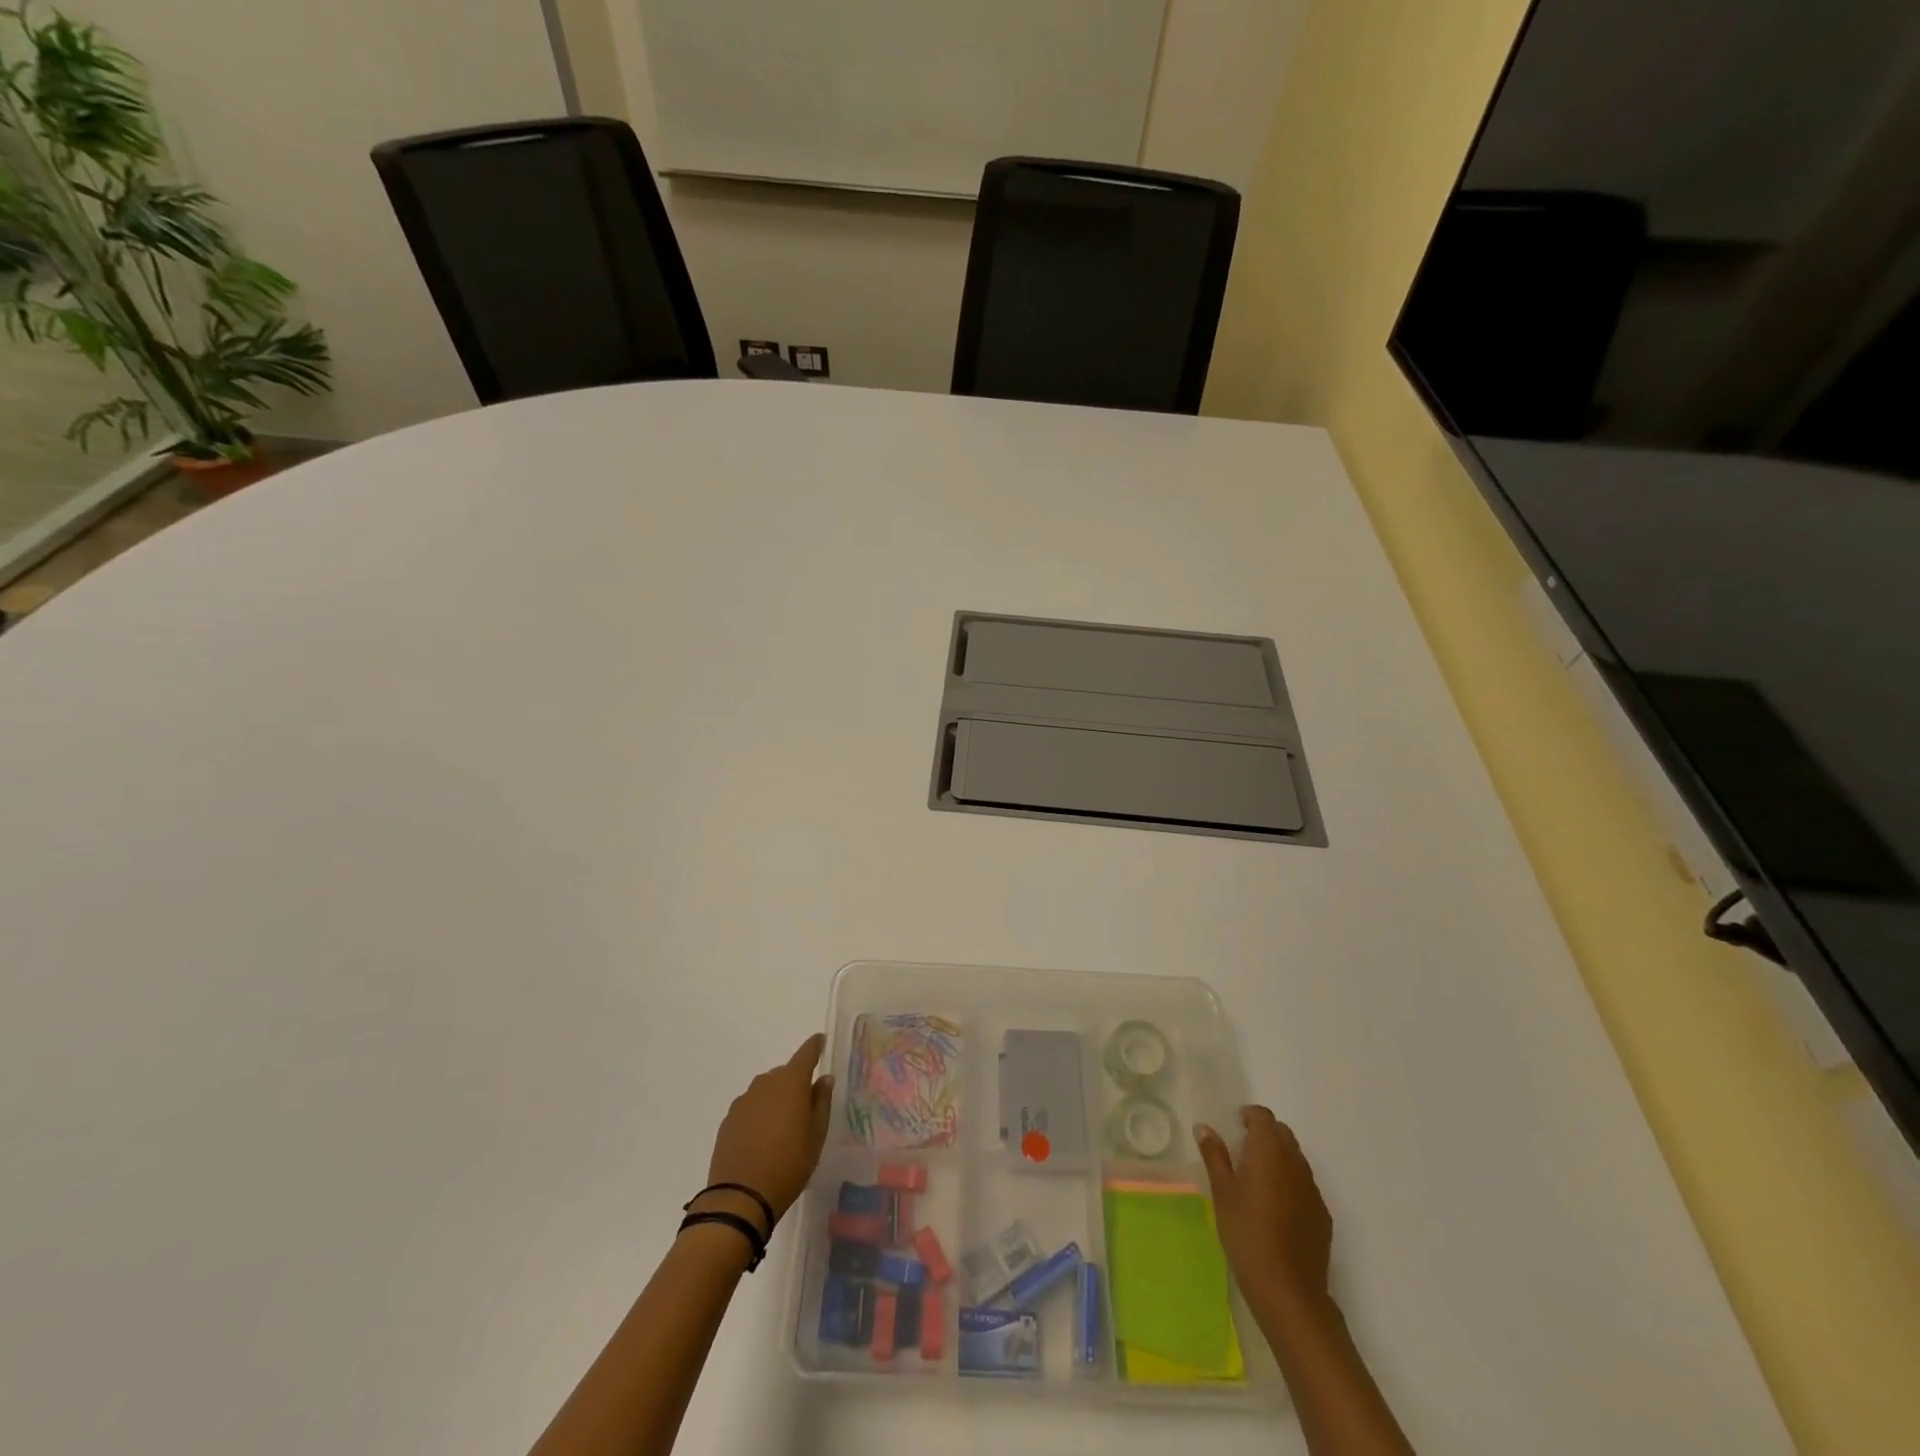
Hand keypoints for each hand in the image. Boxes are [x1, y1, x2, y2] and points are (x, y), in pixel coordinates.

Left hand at [695, 1034, 833, 1234]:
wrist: (741, 1197)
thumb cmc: (789, 1164)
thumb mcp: (816, 1135)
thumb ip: (821, 1102)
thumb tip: (824, 1079)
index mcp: (791, 1082)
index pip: (806, 1053)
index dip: (815, 1046)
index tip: (820, 1041)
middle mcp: (765, 1083)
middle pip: (784, 1073)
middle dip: (795, 1082)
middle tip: (805, 1106)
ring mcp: (744, 1101)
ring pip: (766, 1090)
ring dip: (776, 1099)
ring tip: (782, 1126)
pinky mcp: (729, 1120)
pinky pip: (750, 1107)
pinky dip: (759, 1114)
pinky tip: (762, 1138)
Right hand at [1196, 1106, 1333, 1321]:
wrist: (1289, 1291)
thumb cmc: (1246, 1234)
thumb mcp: (1222, 1193)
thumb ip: (1214, 1156)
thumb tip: (1204, 1128)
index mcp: (1269, 1151)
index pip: (1264, 1117)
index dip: (1249, 1115)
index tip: (1235, 1124)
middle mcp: (1295, 1163)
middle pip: (1283, 1133)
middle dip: (1265, 1133)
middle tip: (1242, 1148)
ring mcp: (1312, 1190)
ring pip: (1296, 1158)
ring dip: (1278, 1156)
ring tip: (1257, 1178)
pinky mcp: (1322, 1214)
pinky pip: (1305, 1184)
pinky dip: (1290, 1181)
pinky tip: (1275, 1207)